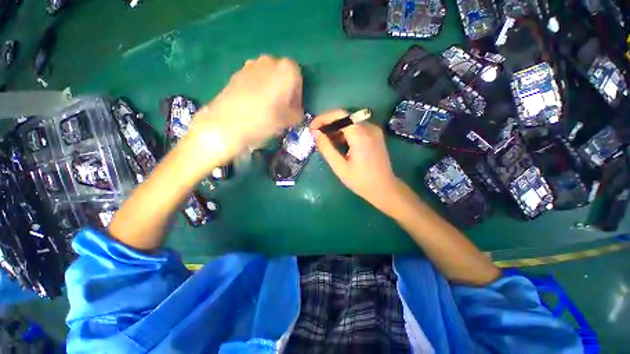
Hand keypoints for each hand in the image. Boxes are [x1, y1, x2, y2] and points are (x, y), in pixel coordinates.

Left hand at [184, 55, 303, 174]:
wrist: (227, 123)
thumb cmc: (264, 120)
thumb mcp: (289, 121)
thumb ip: (298, 114)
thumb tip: (297, 112)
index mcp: (287, 70)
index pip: (300, 80)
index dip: (298, 96)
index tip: (294, 110)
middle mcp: (270, 61)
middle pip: (284, 76)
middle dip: (285, 92)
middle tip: (282, 109)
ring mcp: (251, 64)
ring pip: (269, 77)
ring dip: (272, 90)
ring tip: (267, 108)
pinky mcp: (237, 72)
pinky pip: (255, 80)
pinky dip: (258, 89)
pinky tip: (254, 105)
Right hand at [311, 110, 401, 213]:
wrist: (384, 189)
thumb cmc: (360, 181)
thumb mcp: (340, 167)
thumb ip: (326, 148)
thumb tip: (315, 133)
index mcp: (360, 135)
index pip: (339, 115)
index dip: (323, 118)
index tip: (312, 128)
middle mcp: (369, 128)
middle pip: (345, 117)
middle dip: (328, 124)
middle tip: (316, 135)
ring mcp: (374, 131)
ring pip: (350, 122)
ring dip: (336, 128)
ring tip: (325, 140)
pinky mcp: (375, 135)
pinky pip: (357, 128)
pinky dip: (345, 133)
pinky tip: (337, 143)